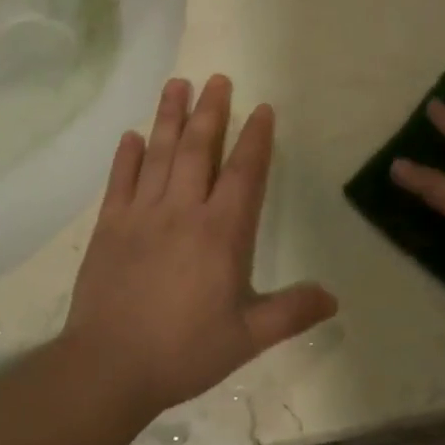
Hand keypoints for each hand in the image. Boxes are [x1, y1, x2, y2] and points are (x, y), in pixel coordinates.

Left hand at [64, 74, 339, 415]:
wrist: (109, 366)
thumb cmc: (185, 351)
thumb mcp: (248, 337)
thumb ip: (292, 312)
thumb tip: (334, 297)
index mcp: (221, 233)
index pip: (243, 173)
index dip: (255, 139)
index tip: (261, 108)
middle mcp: (182, 212)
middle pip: (199, 150)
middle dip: (211, 112)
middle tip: (218, 79)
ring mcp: (141, 215)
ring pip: (159, 154)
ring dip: (169, 117)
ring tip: (177, 84)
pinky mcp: (109, 226)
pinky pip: (120, 181)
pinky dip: (127, 156)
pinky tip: (132, 135)